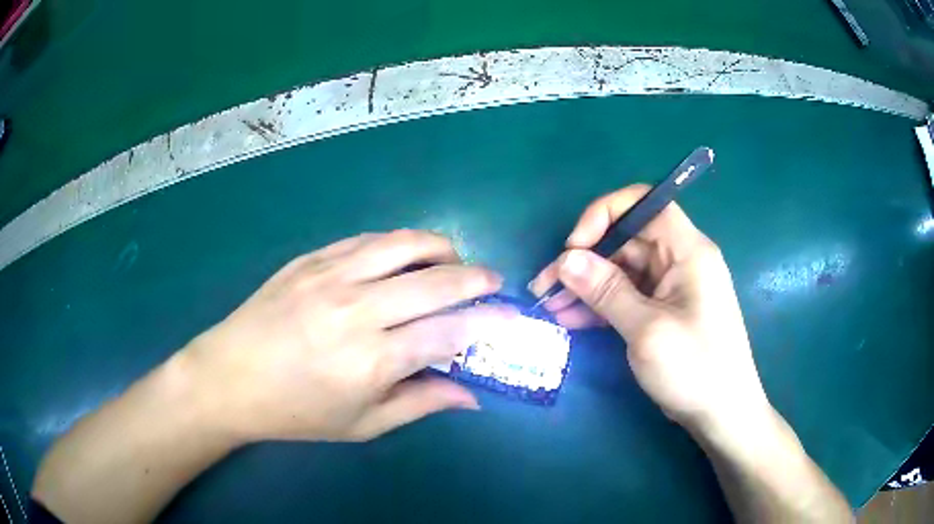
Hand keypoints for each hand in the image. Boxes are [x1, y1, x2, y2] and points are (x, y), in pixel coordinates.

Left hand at [178, 230, 509, 442]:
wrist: (229, 377)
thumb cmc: (295, 412)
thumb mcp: (362, 425)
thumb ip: (421, 404)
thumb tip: (472, 395)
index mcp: (371, 360)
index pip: (450, 332)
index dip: (489, 322)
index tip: (512, 317)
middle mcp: (356, 309)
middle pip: (437, 281)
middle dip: (478, 278)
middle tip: (493, 282)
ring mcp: (330, 275)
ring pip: (404, 244)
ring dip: (441, 249)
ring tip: (453, 262)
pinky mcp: (311, 258)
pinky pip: (368, 239)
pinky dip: (399, 243)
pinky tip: (404, 256)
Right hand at [529, 185, 769, 432]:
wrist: (722, 413)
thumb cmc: (695, 368)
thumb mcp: (647, 330)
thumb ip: (606, 290)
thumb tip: (566, 259)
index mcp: (687, 250)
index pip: (644, 205)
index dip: (605, 214)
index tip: (574, 247)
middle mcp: (679, 260)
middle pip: (625, 240)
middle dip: (584, 260)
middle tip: (546, 287)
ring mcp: (670, 287)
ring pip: (621, 271)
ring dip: (585, 286)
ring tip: (549, 307)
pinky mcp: (662, 311)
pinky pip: (626, 296)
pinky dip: (599, 306)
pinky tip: (570, 319)